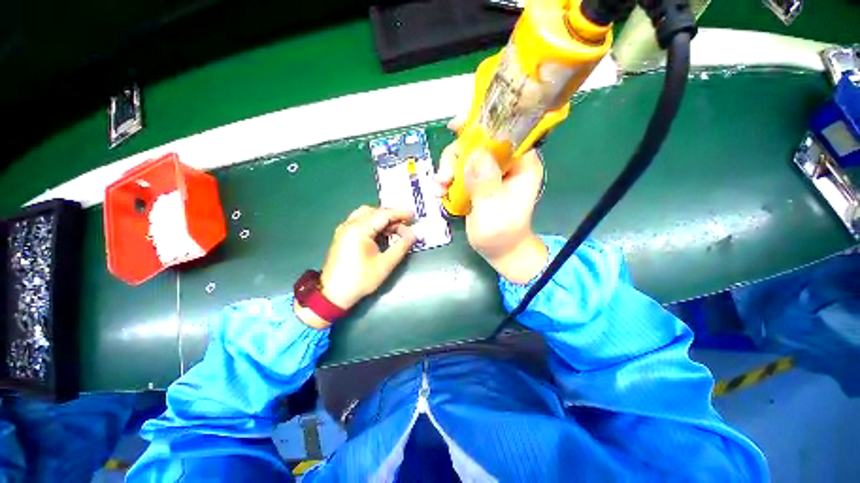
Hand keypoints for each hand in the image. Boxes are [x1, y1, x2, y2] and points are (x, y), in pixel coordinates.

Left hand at [296, 206, 415, 328]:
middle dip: (392, 216)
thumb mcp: (386, 264)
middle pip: (374, 212)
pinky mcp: (342, 234)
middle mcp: (350, 224)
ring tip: (395, 229)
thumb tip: (413, 235)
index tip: (413, 215)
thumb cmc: (361, 279)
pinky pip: (360, 221)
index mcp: (359, 229)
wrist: (334, 294)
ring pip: (366, 214)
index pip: (383, 214)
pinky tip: (381, 233)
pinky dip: (373, 222)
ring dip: (382, 218)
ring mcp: (344, 228)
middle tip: (406, 225)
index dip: (400, 213)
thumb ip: (401, 246)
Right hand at [436, 119, 546, 283]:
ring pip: (464, 156)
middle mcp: (506, 163)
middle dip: (456, 156)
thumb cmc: (501, 234)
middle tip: (444, 178)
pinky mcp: (478, 181)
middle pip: (477, 142)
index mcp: (521, 164)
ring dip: (448, 169)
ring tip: (440, 188)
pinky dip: (448, 179)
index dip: (481, 125)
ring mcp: (491, 172)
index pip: (504, 131)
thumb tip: (475, 154)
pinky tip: (441, 192)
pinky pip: (459, 171)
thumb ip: (485, 184)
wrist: (499, 250)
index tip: (455, 127)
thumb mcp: (492, 211)